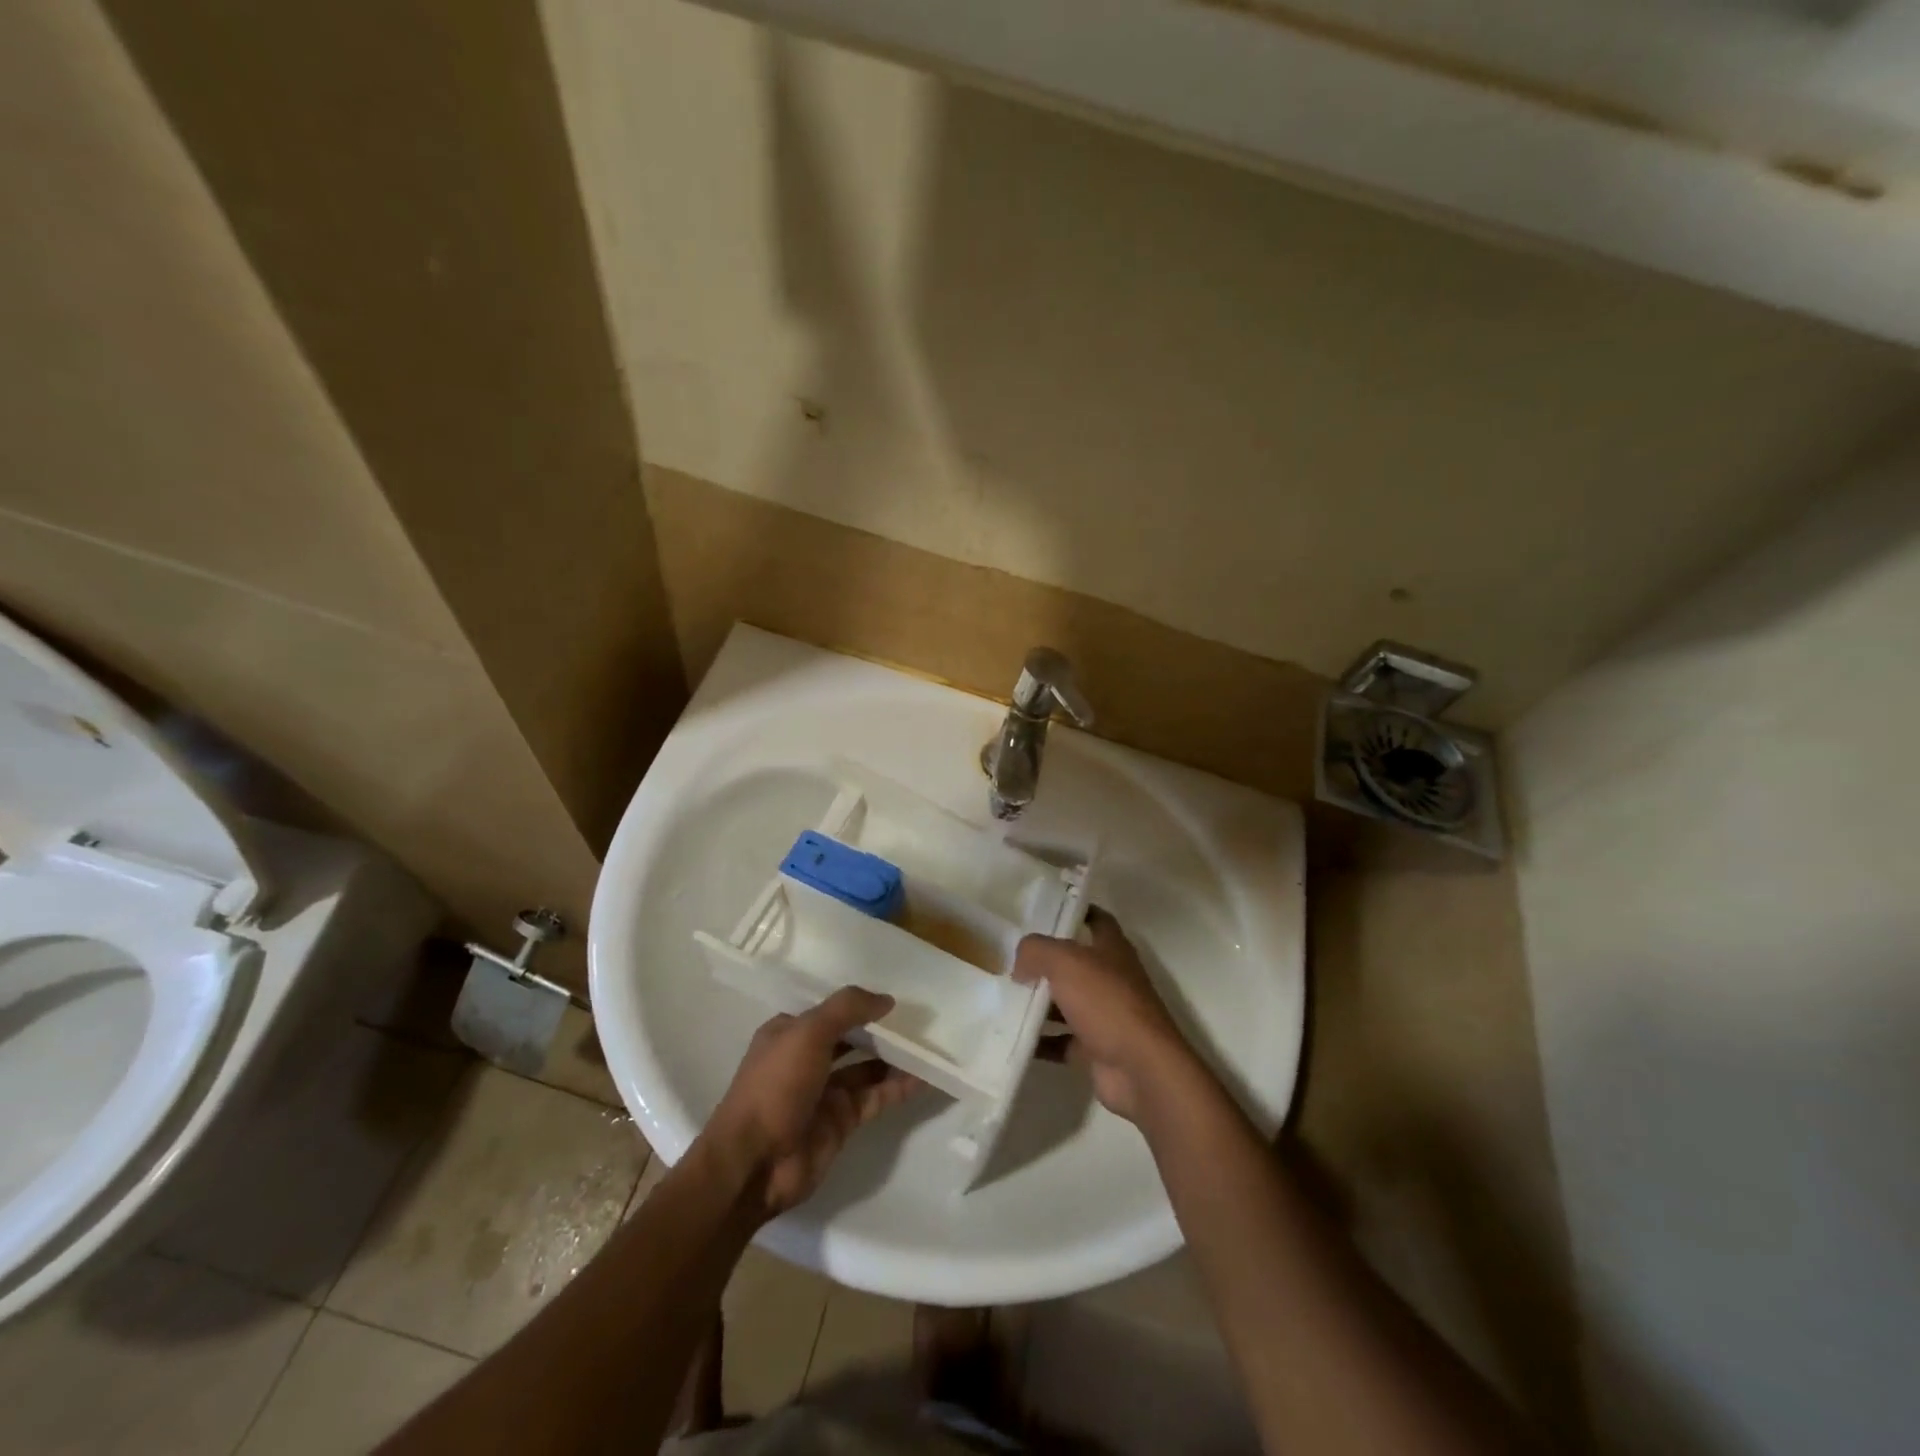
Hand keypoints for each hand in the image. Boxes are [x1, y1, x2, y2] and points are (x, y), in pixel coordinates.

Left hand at [703, 987, 922, 1217]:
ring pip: (867, 1068)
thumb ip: (847, 1009)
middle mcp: (807, 1059)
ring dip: (894, 1058)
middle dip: (881, 1029)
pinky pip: (876, 1097)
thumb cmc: (775, 1086)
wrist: (755, 1163)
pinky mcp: (841, 1121)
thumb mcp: (808, 1033)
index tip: (894, 994)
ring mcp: (825, 1092)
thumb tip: (887, 999)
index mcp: (790, 1032)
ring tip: (930, 1045)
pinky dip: (898, 1088)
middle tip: (919, 1018)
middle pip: (851, 1037)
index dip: (859, 1002)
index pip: (830, 1009)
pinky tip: (924, 1077)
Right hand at [1014, 907, 1198, 1123]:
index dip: (1074, 911)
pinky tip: (1012, 1037)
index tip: (1043, 910)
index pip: (1096, 920)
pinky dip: (1040, 1041)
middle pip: (1075, 964)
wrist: (1140, 1069)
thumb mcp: (1066, 962)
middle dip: (1044, 961)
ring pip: (1065, 1003)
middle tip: (1009, 958)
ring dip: (1038, 1003)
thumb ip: (1037, 952)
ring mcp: (1105, 1016)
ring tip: (1001, 997)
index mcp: (1112, 950)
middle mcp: (1111, 979)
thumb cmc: (1107, 1003)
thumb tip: (1020, 963)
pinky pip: (1061, 1041)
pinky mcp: (1095, 1050)